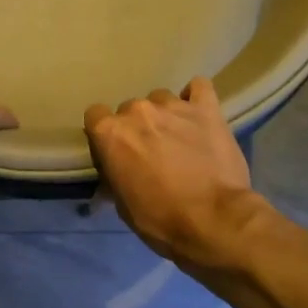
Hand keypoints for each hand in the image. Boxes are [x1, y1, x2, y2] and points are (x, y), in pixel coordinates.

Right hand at [84, 77, 266, 272]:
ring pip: (161, 99)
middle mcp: (138, 111)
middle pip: (129, 109)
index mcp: (111, 133)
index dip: (105, 135)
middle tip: (151, 152)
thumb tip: (115, 174)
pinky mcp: (207, 108)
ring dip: (164, 116)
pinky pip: (199, 87)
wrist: (213, 219)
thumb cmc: (160, 219)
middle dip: (137, 128)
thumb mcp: (122, 205)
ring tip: (178, 138)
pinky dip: (196, 97)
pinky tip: (198, 113)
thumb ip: (115, 176)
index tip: (115, 152)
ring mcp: (174, 106)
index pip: (95, 116)